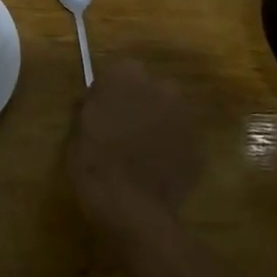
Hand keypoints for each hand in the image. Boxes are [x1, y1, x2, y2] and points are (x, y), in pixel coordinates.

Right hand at [66, 60, 204, 219]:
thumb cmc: (92, 160)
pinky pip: (181, 139)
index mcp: (126, 75)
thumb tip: (94, 101)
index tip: (104, 108)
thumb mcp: (77, 128)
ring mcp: (185, 117)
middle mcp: (161, 87)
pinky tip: (155, 168)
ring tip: (142, 149)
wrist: (129, 206)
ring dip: (158, 123)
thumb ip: (90, 106)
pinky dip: (171, 148)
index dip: (113, 90)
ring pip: (169, 112)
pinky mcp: (199, 146)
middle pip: (151, 88)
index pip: (122, 71)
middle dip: (140, 102)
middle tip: (123, 127)